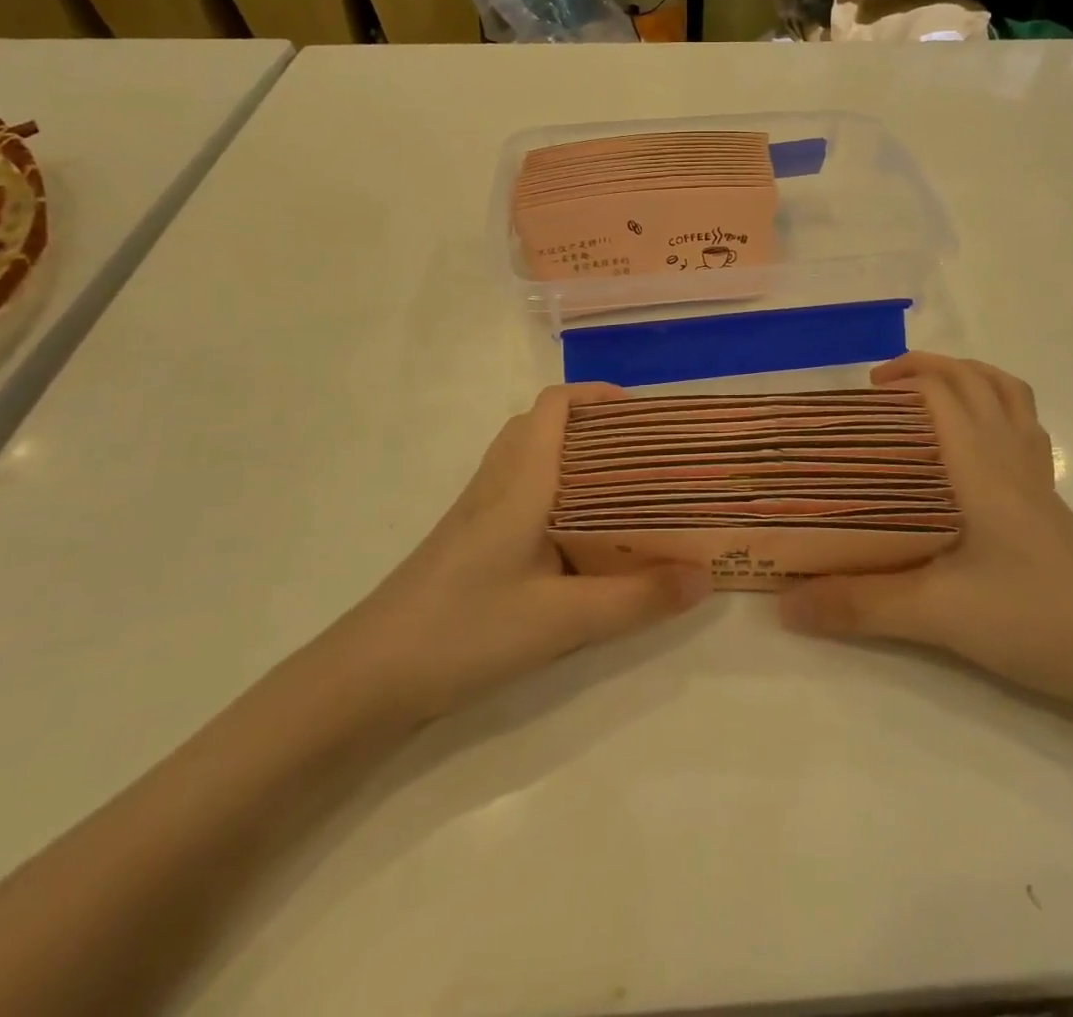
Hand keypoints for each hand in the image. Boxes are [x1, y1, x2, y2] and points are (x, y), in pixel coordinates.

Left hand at [349, 384, 712, 720]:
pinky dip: (554, 492)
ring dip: (573, 459)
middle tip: (645, 456)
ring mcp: (477, 511)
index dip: (598, 396)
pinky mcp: (468, 540)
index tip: (645, 414)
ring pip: (529, 459)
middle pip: (544, 426)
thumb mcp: (562, 620)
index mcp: (520, 481)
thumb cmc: (465, 631)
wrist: (368, 677)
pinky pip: (518, 493)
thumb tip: (705, 578)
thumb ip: (637, 599)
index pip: (554, 406)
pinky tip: (578, 539)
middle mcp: (497, 483)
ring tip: (622, 491)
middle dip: (595, 428)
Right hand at [779, 353, 1072, 709]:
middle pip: (977, 381)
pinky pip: (1024, 429)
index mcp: (982, 466)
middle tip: (882, 392)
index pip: (944, 391)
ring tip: (926, 400)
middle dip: (928, 369)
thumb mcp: (937, 614)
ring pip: (1008, 397)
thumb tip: (785, 604)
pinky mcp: (1050, 504)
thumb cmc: (1036, 620)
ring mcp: (1037, 479)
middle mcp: (1011, 458)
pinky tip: (972, 450)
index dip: (905, 378)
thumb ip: (859, 605)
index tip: (862, 396)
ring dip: (967, 380)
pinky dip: (995, 412)